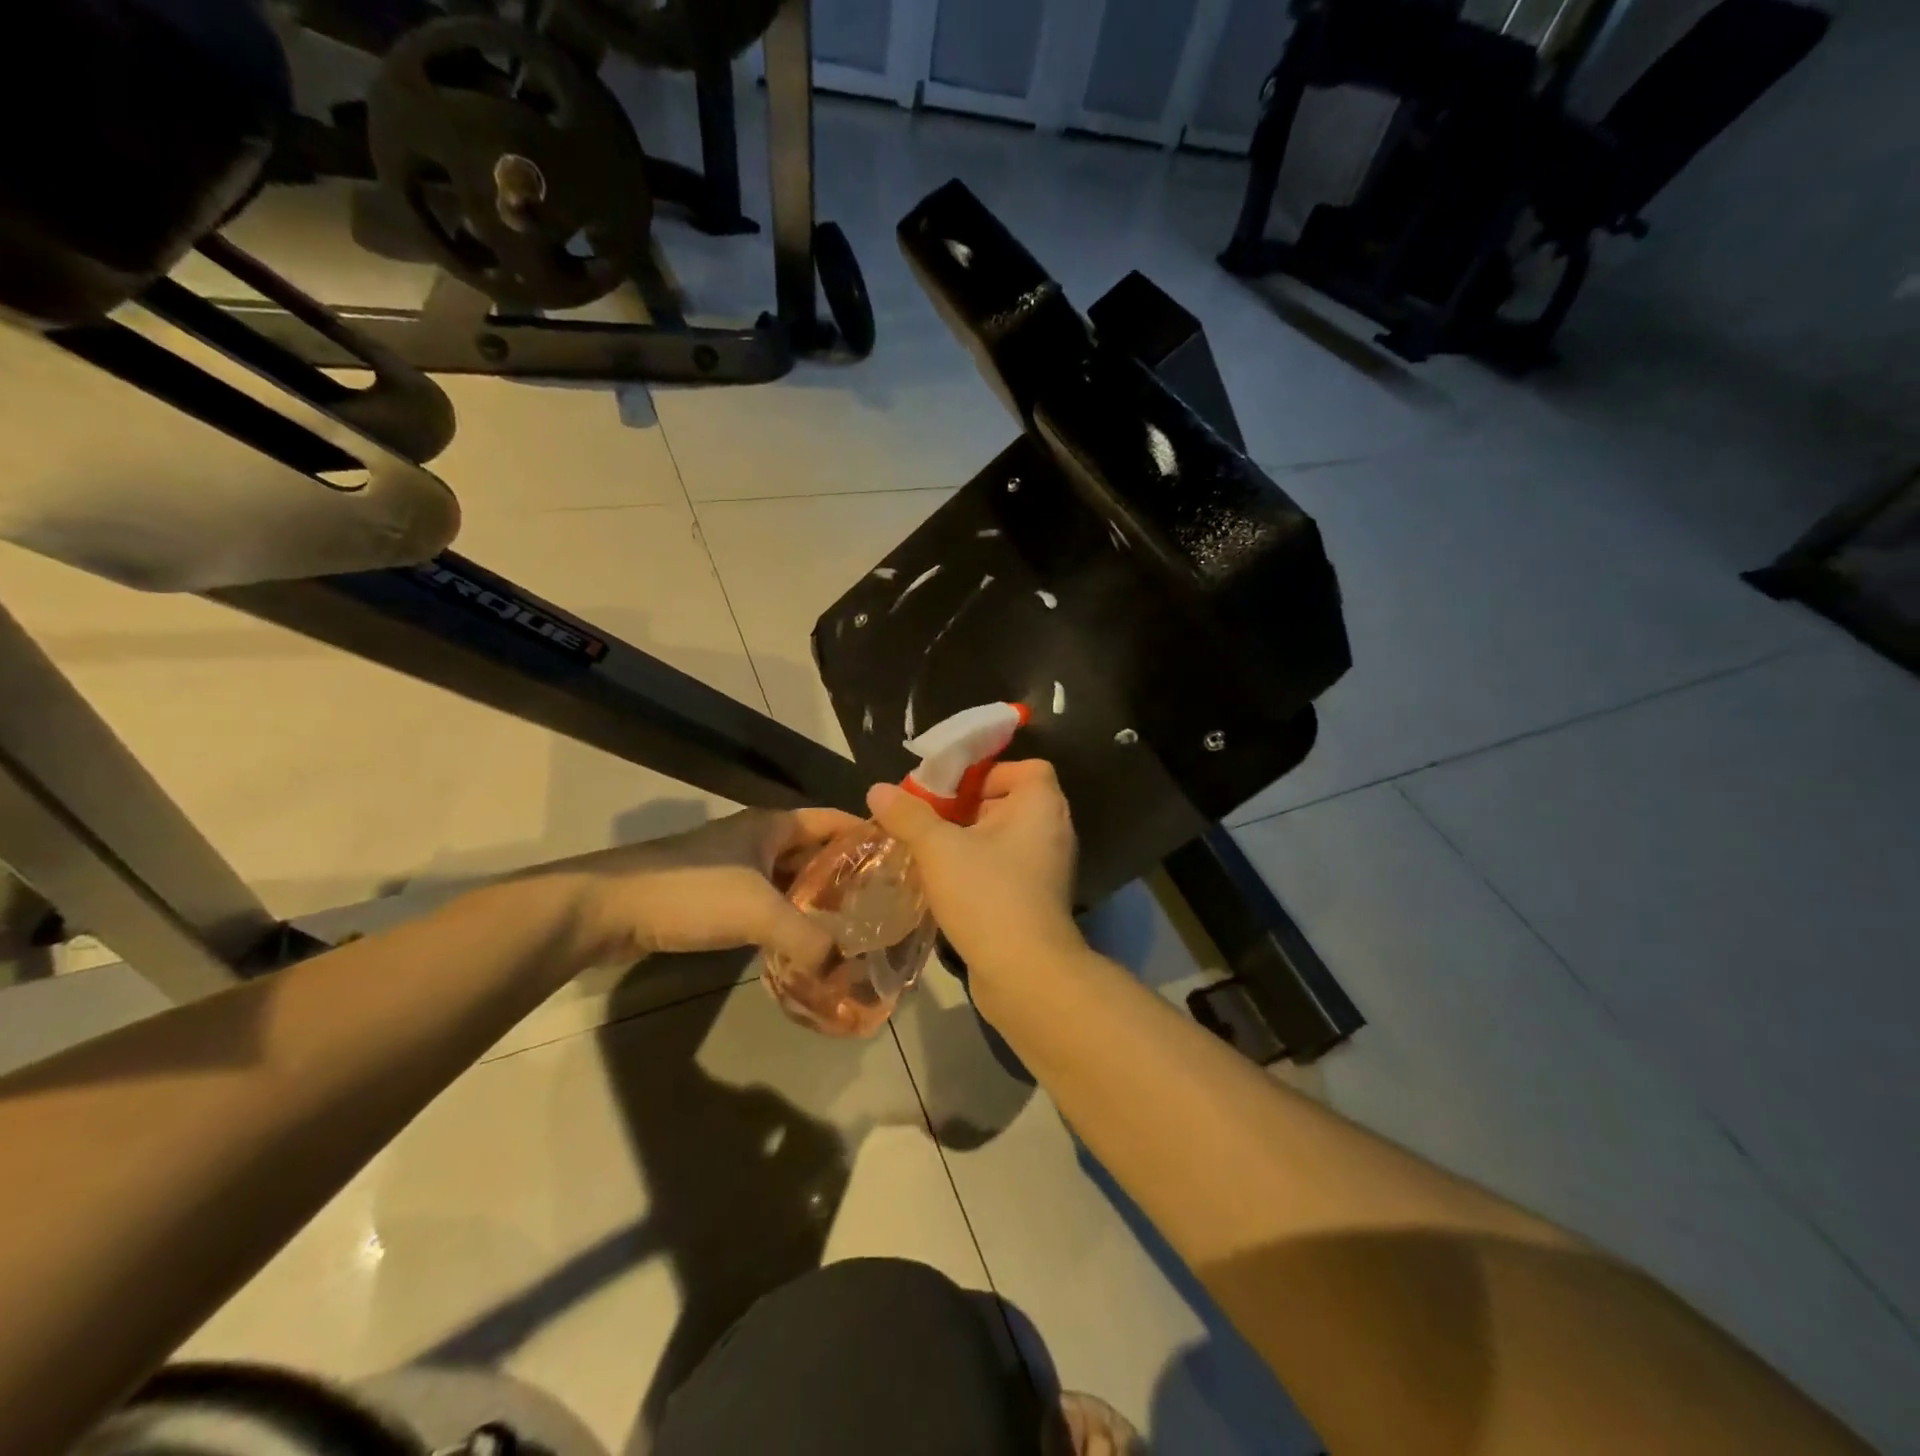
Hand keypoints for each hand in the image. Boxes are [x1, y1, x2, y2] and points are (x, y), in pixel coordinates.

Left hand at [556, 807, 863, 971]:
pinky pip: (766, 904)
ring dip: (817, 901)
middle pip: (815, 852)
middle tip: (884, 906)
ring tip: (853, 929)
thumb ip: (809, 939)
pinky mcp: (714, 897)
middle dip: (848, 875)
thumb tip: (847, 971)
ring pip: (790, 881)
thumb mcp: (758, 911)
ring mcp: (734, 868)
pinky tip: (803, 945)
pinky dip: (788, 920)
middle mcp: (757, 839)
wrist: (607, 907)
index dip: (868, 834)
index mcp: (773, 825)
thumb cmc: (690, 891)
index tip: (902, 860)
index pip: (834, 820)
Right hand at [867, 759, 1085, 1009]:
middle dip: (968, 808)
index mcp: (1041, 805)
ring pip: (1004, 839)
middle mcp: (1052, 830)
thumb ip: (908, 816)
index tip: (952, 790)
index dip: (989, 772)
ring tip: (929, 851)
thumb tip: (877, 790)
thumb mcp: (938, 848)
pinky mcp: (1037, 899)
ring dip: (969, 841)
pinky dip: (980, 869)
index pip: (1026, 768)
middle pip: (1010, 802)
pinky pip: (1005, 868)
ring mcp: (1048, 868)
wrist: (1024, 972)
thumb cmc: (987, 894)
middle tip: (930, 819)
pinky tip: (945, 884)